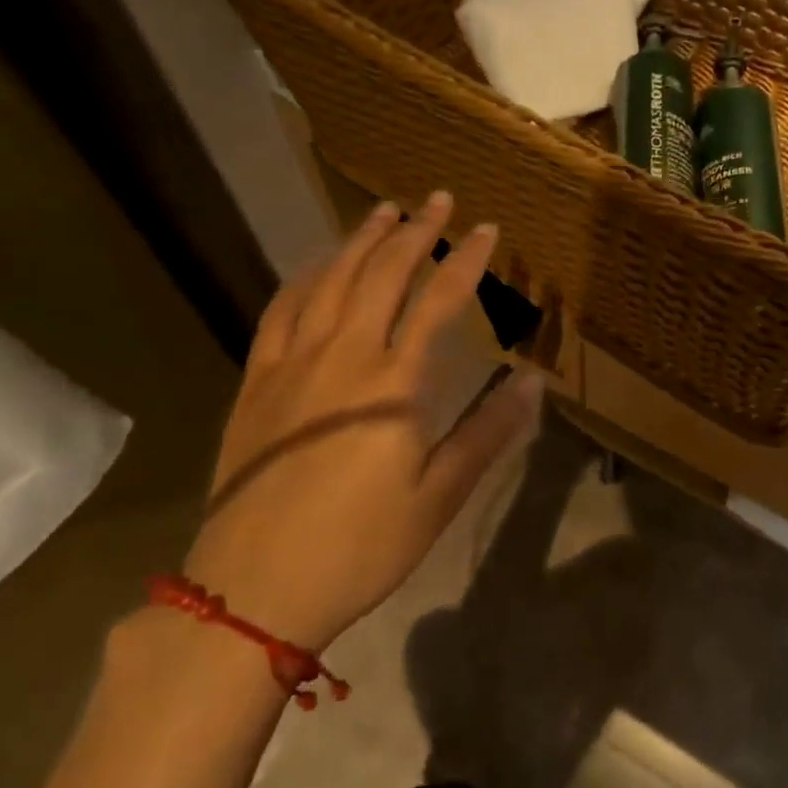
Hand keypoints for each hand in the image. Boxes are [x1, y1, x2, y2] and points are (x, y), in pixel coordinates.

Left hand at [184, 191, 543, 651]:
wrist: (253, 587)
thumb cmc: (361, 545)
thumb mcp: (440, 496)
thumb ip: (488, 432)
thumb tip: (533, 382)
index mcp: (395, 382)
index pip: (439, 301)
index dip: (466, 260)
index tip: (486, 229)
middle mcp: (344, 355)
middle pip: (382, 275)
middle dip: (415, 233)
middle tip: (437, 200)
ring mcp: (292, 364)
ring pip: (330, 281)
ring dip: (360, 241)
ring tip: (384, 212)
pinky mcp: (256, 382)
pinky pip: (281, 311)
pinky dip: (304, 278)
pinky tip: (317, 266)